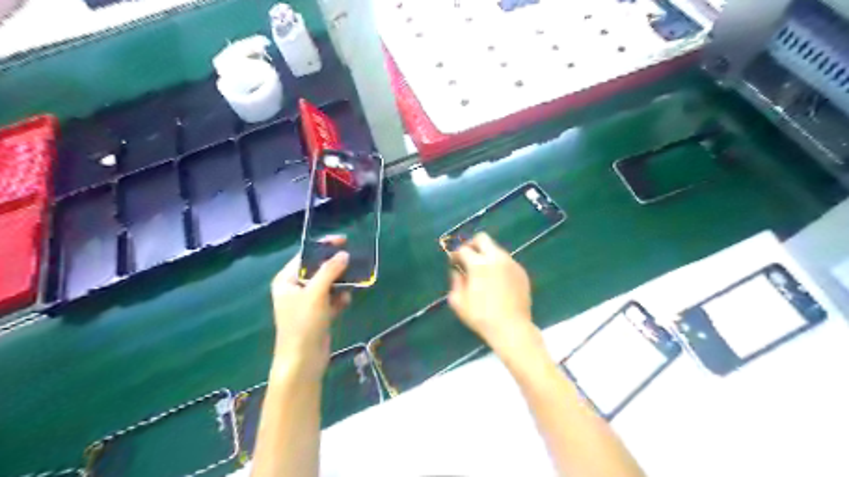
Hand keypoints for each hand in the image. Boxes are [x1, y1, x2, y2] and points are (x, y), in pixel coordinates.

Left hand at [271, 237, 350, 377]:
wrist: (303, 361)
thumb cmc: (303, 324)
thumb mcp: (316, 293)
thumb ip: (329, 271)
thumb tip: (344, 254)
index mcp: (286, 280)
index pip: (305, 256)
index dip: (323, 247)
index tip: (343, 240)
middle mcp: (295, 289)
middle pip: (318, 270)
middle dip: (335, 266)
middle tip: (353, 260)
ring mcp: (306, 303)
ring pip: (327, 285)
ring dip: (340, 283)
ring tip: (353, 281)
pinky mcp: (318, 315)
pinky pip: (331, 300)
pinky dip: (339, 299)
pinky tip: (346, 301)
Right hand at [446, 232, 531, 351]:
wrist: (511, 328)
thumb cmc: (481, 317)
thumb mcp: (458, 302)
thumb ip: (455, 282)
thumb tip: (457, 272)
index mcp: (478, 264)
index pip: (463, 249)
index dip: (456, 254)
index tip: (454, 262)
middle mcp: (496, 258)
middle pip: (482, 238)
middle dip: (472, 244)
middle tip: (468, 257)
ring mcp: (511, 264)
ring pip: (496, 249)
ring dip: (487, 255)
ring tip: (483, 273)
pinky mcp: (521, 272)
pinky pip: (507, 261)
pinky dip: (499, 265)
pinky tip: (497, 281)